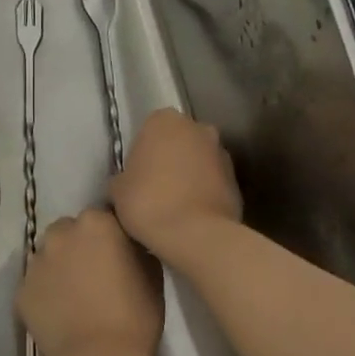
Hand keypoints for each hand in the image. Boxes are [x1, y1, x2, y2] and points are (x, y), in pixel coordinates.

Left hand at [18, 209, 162, 355]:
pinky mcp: (21, 290)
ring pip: (49, 256)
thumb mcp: (152, 275)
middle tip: (95, 274)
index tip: (119, 255)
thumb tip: (128, 245)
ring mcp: (36, 262)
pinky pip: (36, 284)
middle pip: (69, 231)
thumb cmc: (135, 316)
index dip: (111, 236)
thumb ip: (136, 249)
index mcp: (96, 223)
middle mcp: (60, 234)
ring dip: (61, 267)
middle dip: (80, 246)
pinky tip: (61, 312)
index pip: (103, 217)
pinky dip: (47, 293)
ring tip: (76, 295)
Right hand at [109, 108, 241, 262]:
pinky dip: (204, 191)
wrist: (194, 234)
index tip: (136, 173)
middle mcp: (198, 128)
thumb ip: (123, 177)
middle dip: (169, 158)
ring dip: (189, 174)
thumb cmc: (148, 203)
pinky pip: (213, 181)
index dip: (142, 151)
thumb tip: (127, 182)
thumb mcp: (117, 190)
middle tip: (154, 186)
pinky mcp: (236, 179)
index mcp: (164, 121)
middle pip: (178, 140)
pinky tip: (191, 214)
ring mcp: (222, 153)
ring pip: (198, 160)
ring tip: (174, 204)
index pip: (150, 128)